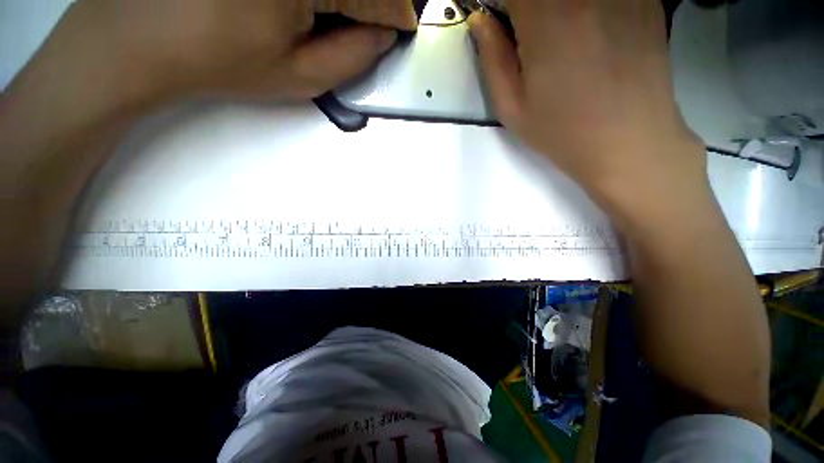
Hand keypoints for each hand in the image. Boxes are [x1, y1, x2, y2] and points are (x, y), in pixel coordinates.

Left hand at [31, 0, 415, 107]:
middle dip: (374, 2)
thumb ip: (353, 58)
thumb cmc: (217, 59)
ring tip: (338, 17)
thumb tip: (383, 35)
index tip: (402, 26)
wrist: (139, 35)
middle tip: (373, 20)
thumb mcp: (299, 76)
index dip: (395, 14)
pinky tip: (312, 7)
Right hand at [469, 0, 704, 206]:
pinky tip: (591, 34)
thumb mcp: (512, 107)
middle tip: (528, 35)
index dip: (504, 5)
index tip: (503, 24)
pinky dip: (587, 10)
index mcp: (545, 18)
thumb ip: (493, 58)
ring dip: (556, 11)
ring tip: (560, 41)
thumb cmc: (561, 131)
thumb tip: (481, 21)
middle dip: (529, 7)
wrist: (628, 142)